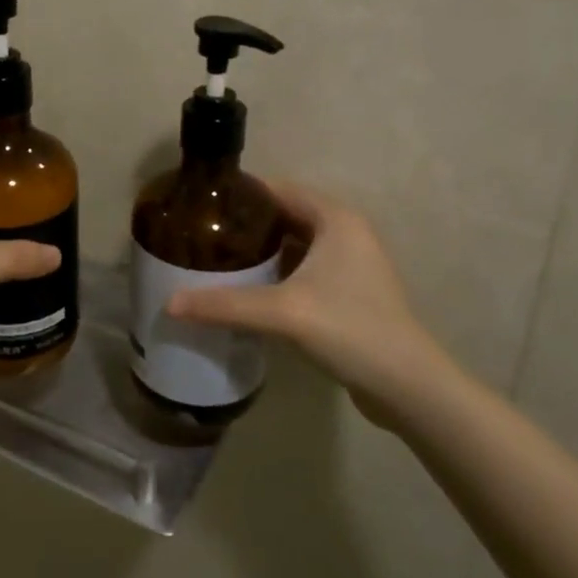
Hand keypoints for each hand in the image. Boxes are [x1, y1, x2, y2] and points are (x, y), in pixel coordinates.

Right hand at [167, 181, 455, 428]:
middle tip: (205, 236)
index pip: (279, 190)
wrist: (408, 386)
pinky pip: (306, 269)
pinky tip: (250, 290)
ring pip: (296, 245)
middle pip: (286, 216)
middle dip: (248, 225)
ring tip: (219, 260)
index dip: (242, 195)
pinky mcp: (352, 292)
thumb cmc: (349, 329)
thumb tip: (169, 303)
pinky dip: (279, 272)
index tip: (203, 206)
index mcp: (336, 219)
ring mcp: (353, 263)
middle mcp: (347, 232)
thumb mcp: (282, 313)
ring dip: (263, 251)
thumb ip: (224, 304)